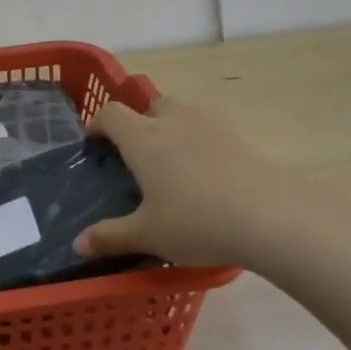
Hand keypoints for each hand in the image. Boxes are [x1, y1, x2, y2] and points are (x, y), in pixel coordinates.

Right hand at [72, 97, 350, 274]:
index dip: (98, 124)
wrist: (272, 217)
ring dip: (171, 128)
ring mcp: (211, 127)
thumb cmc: (196, 222)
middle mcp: (174, 123)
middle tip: (136, 156)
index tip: (94, 145)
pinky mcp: (241, 139)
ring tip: (172, 165)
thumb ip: (110, 237)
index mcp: (143, 139)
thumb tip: (78, 244)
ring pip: (183, 113)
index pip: (112, 114)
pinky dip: (201, 144)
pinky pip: (211, 131)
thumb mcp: (147, 235)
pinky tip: (206, 176)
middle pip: (151, 105)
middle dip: (139, 122)